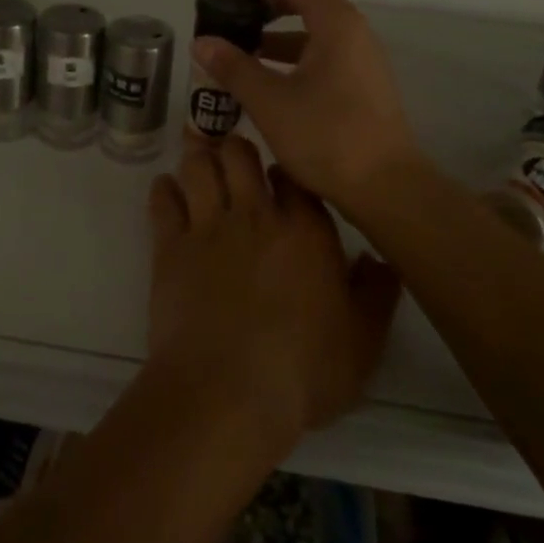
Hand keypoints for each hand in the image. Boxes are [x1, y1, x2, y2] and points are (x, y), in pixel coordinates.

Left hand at [147, 135, 399, 440]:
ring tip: (201, 162)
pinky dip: (165, 188)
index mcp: (305, 230)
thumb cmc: (302, 371)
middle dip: (236, 149)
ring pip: (199, 165)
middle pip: (240, 153)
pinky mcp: (169, 246)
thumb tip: (380, 259)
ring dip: (200, 158)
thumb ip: (376, 294)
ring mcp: (208, 227)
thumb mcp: (362, 342)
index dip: (285, 172)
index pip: (293, 175)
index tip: (280, 179)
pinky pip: (163, 199)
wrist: (226, 393)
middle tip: (235, 160)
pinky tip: (169, 190)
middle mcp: (255, 215)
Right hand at [191, 0, 422, 212]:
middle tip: (236, 13)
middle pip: (310, 0)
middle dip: (270, 1)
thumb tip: (202, 42)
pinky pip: (325, 55)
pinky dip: (295, 57)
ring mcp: (363, 61)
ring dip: (281, 33)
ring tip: (244, 49)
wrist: (385, 187)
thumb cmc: (327, 136)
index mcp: (336, 25)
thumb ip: (234, 67)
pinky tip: (270, 81)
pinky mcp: (363, 86)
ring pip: (317, 31)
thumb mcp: (269, 101)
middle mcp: (355, 34)